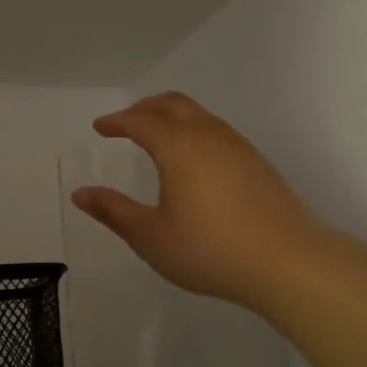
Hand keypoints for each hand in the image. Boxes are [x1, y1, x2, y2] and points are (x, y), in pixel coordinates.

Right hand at [71, 92, 325, 312]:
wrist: (286, 261)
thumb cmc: (209, 249)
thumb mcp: (151, 236)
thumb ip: (114, 211)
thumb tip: (80, 194)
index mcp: (178, 147)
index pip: (140, 121)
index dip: (117, 121)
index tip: (100, 127)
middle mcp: (208, 136)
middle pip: (172, 104)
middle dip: (145, 108)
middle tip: (126, 122)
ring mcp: (238, 147)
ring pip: (199, 115)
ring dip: (173, 116)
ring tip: (157, 135)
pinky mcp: (257, 163)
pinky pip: (217, 130)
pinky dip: (195, 130)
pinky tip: (195, 159)